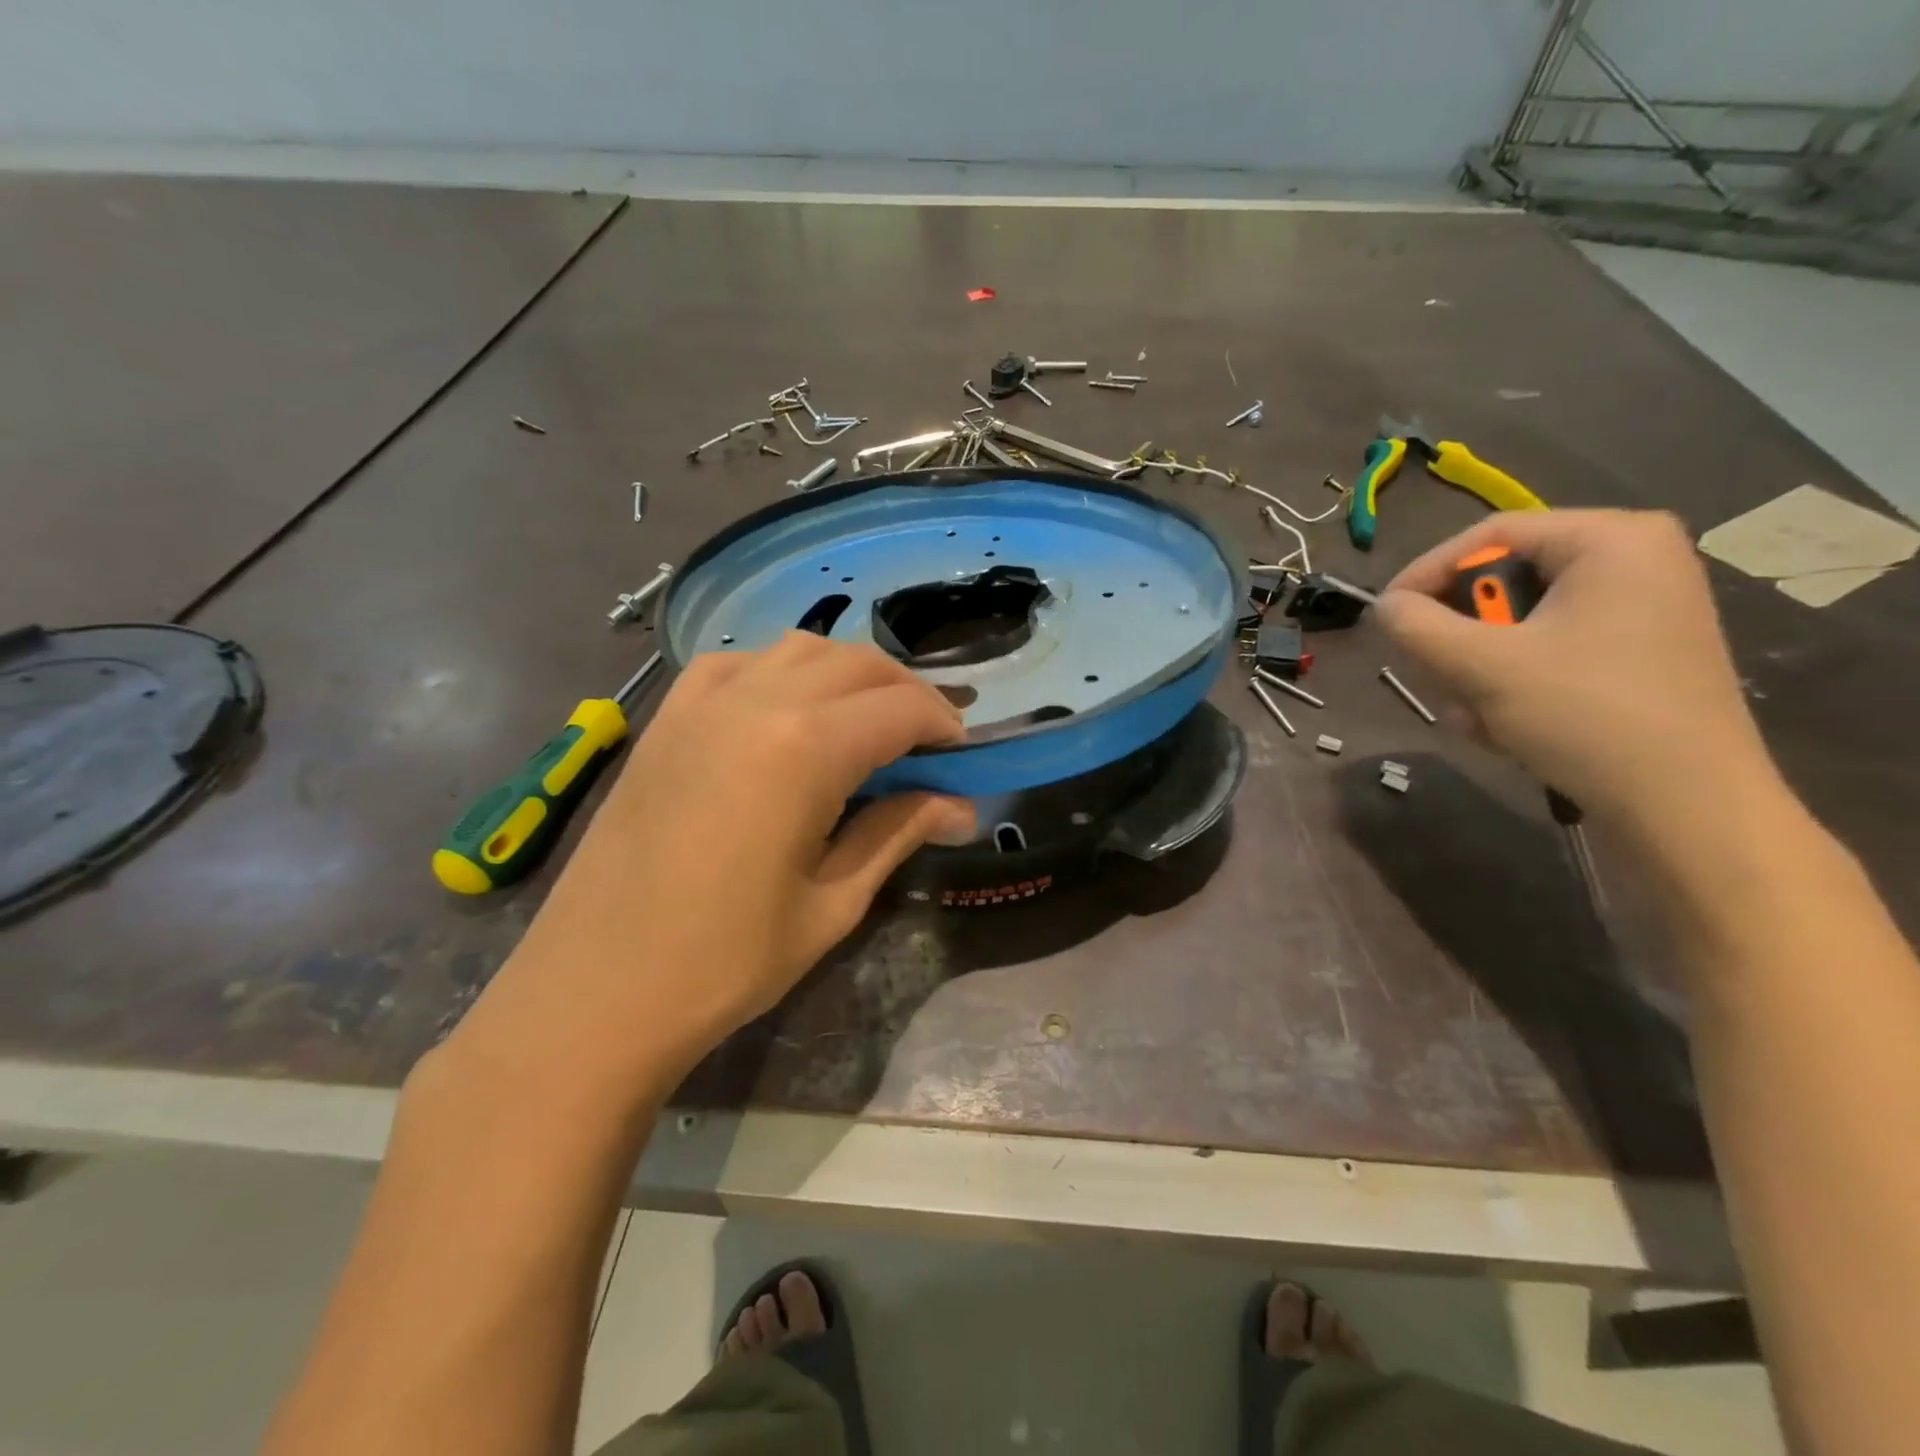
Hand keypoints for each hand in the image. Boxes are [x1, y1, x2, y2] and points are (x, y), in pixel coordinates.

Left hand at [457, 633, 973, 1091]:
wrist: (595, 991)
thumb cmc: (725, 960)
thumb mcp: (831, 902)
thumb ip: (896, 832)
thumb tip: (960, 806)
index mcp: (805, 748)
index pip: (900, 709)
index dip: (943, 725)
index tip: (962, 756)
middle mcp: (756, 701)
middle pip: (857, 664)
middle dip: (905, 693)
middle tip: (927, 742)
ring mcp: (702, 703)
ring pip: (799, 650)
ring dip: (848, 675)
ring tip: (865, 724)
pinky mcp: (666, 718)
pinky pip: (737, 664)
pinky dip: (780, 672)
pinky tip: (786, 712)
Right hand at [1375, 510, 1780, 841]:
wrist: (1687, 805)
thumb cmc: (1587, 715)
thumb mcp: (1483, 666)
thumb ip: (1418, 627)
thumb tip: (1384, 606)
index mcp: (1612, 540)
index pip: (1490, 535)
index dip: (1425, 572)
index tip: (1386, 616)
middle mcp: (1634, 562)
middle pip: (1503, 582)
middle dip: (1460, 638)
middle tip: (1434, 673)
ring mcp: (1640, 610)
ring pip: (1518, 624)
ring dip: (1478, 671)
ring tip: (1474, 716)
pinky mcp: (1637, 654)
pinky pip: (1549, 650)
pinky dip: (1513, 684)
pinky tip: (1504, 727)